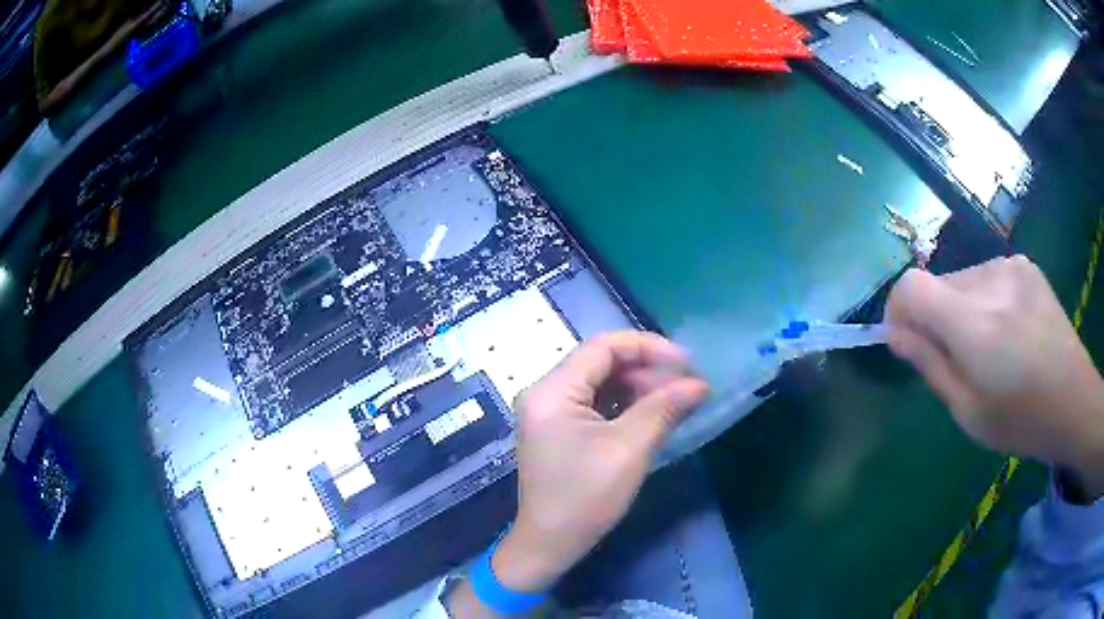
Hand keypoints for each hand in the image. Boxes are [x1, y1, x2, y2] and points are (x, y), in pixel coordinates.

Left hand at [447, 332, 707, 615]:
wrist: (549, 544)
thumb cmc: (585, 498)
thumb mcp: (629, 449)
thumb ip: (664, 408)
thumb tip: (700, 384)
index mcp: (552, 391)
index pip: (603, 347)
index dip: (647, 347)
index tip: (686, 362)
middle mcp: (545, 392)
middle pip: (600, 362)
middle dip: (645, 370)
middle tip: (684, 386)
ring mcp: (548, 412)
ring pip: (599, 383)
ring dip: (637, 387)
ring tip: (673, 400)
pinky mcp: (557, 430)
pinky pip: (593, 403)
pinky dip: (623, 404)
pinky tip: (650, 414)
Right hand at [887, 256, 1103, 493]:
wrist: (1074, 399)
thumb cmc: (1021, 421)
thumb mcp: (968, 412)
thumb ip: (931, 365)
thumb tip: (896, 334)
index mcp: (975, 326)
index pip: (911, 287)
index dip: (897, 310)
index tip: (905, 341)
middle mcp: (991, 281)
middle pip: (937, 283)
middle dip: (933, 317)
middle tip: (955, 358)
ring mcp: (1010, 266)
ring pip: (961, 279)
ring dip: (960, 309)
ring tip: (986, 346)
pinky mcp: (1024, 265)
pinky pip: (986, 275)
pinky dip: (983, 299)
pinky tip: (1006, 328)